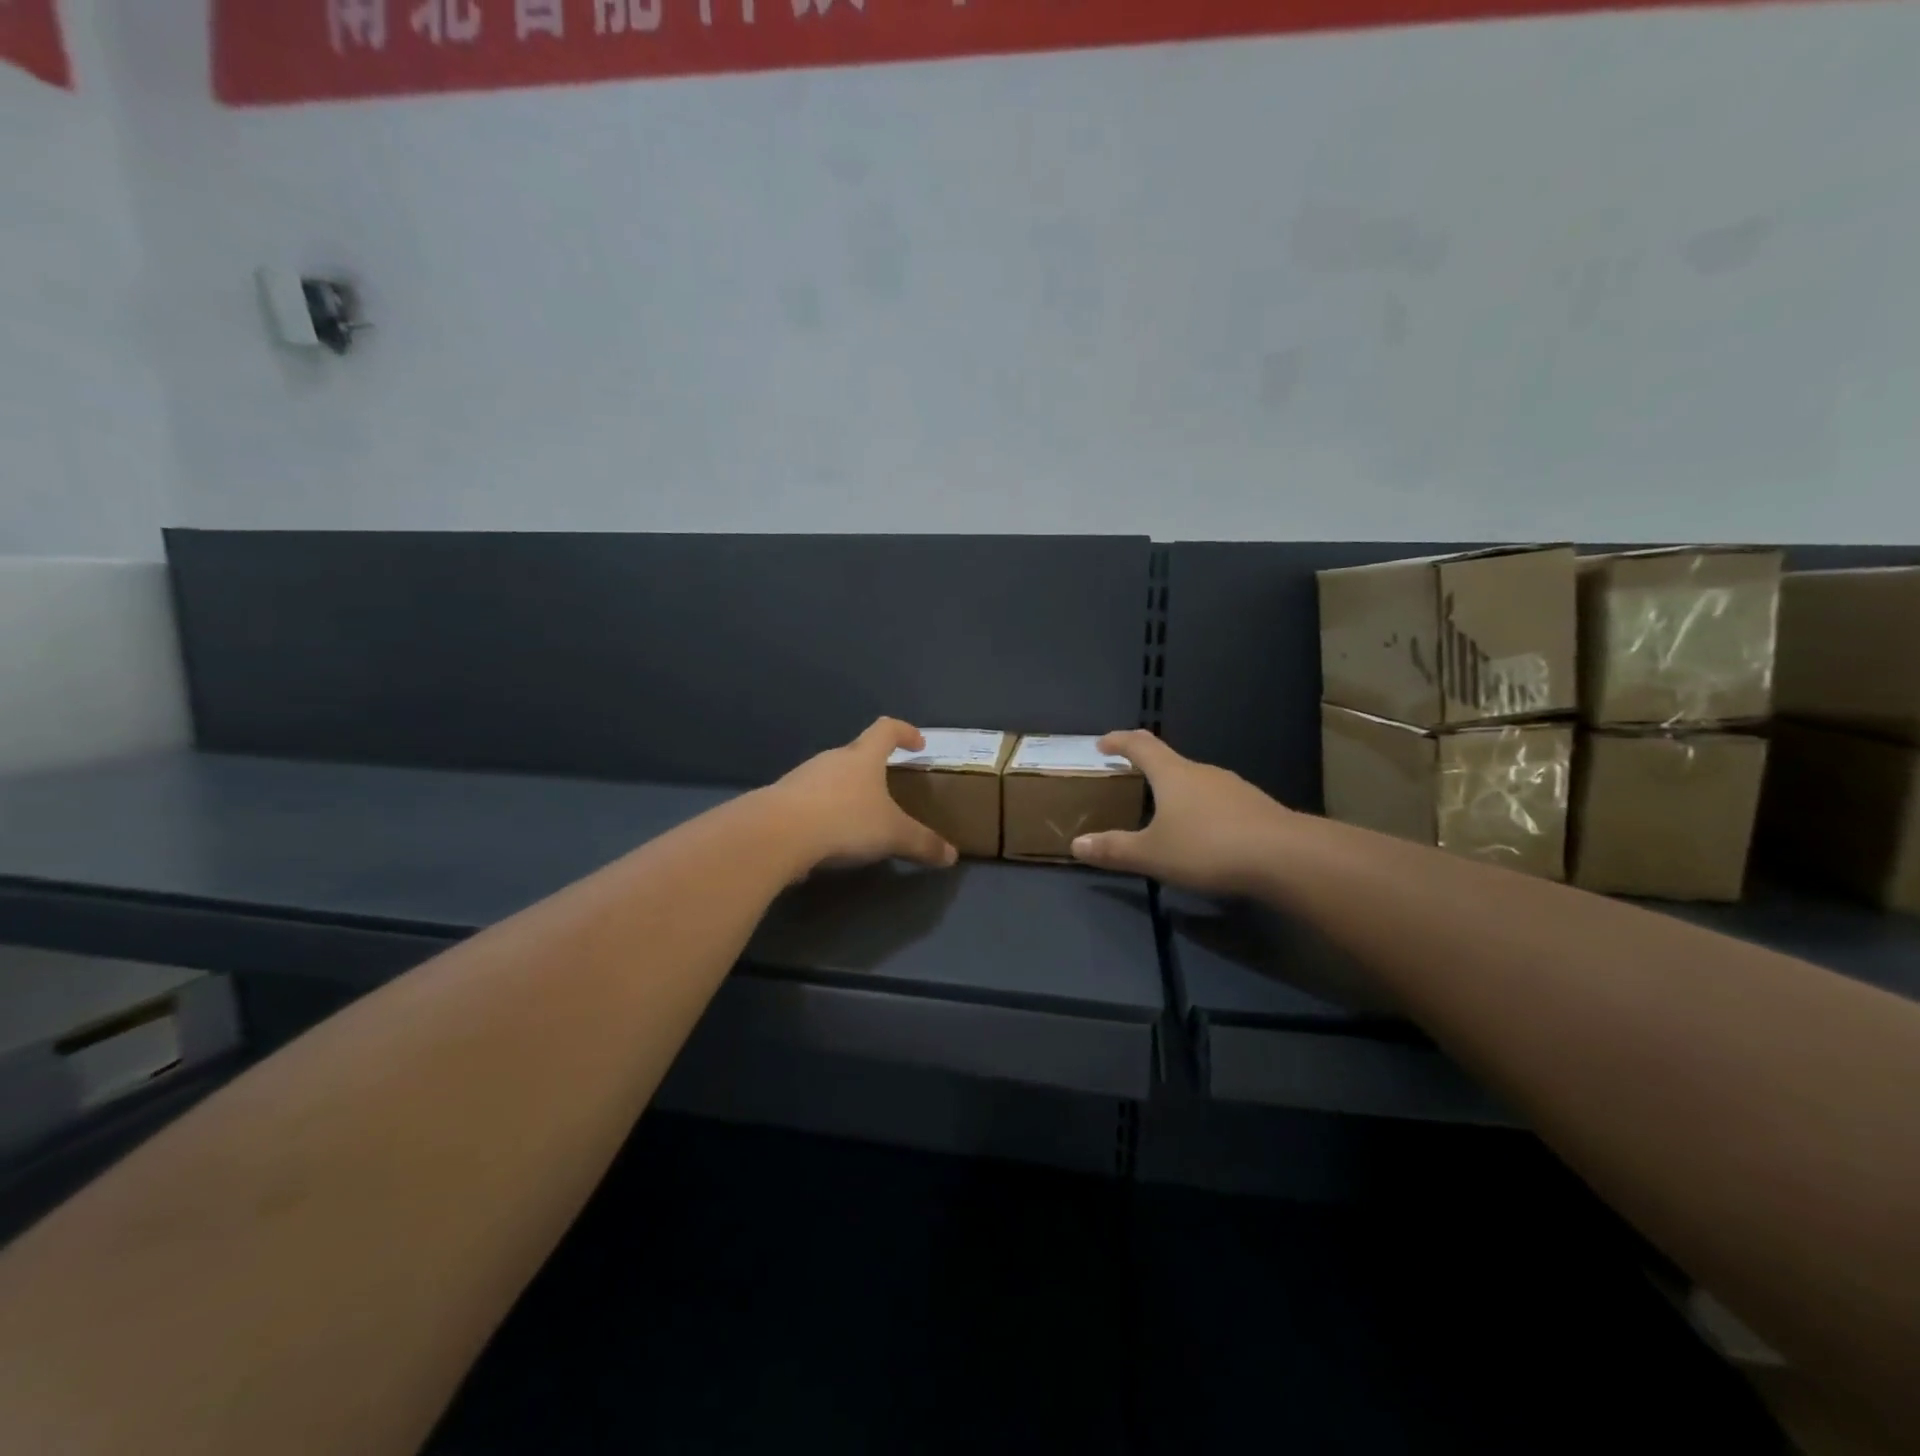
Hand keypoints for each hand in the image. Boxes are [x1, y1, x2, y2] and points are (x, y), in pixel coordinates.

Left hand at [767, 718, 958, 873]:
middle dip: (874, 767)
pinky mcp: (781, 800)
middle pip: (857, 753)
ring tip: (859, 816)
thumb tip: (952, 856)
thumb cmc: (844, 821)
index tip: (918, 743)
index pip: (886, 729)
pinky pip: (810, 800)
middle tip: (889, 788)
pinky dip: (823, 811)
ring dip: (846, 790)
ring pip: (831, 776)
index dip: (905, 732)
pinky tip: (828, 836)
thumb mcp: (893, 835)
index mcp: (863, 757)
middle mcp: (832, 759)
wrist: (777, 834)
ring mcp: (802, 776)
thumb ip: (923, 843)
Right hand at [1069, 730, 1292, 895]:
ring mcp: (1234, 787)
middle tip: (1131, 780)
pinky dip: (1203, 810)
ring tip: (1166, 812)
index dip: (1118, 741)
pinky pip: (1219, 801)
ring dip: (1178, 790)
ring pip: (1197, 782)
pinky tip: (1205, 834)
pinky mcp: (1256, 807)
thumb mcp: (1152, 854)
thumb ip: (1114, 849)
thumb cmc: (1208, 848)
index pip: (1140, 745)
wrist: (1286, 858)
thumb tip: (1076, 844)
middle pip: (1170, 761)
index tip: (1102, 743)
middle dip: (1148, 768)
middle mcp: (1203, 772)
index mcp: (1172, 774)